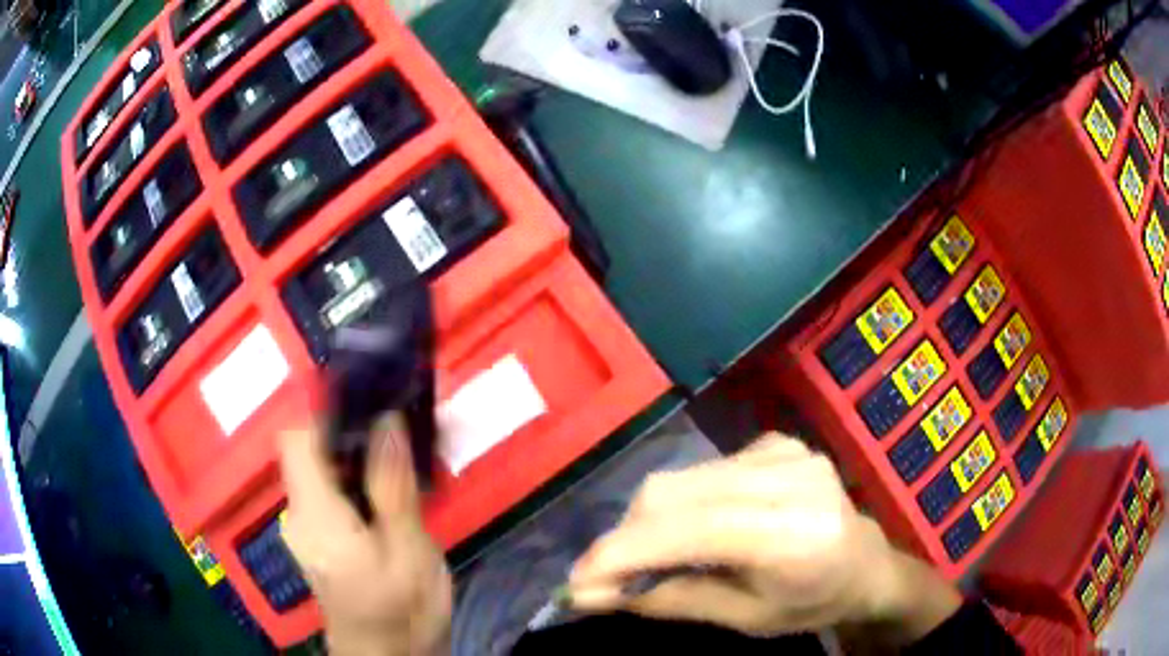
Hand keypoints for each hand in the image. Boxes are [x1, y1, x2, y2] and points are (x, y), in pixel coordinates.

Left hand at [279, 415, 451, 655]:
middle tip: (407, 428)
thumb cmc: (400, 611)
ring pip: (323, 468)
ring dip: (362, 454)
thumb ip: (392, 487)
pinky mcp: (317, 536)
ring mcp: (305, 526)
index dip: (327, 411)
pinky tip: (394, 491)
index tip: (374, 402)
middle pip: (311, 450)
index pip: (296, 438)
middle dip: (355, 431)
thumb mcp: (409, 552)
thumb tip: (386, 420)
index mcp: (315, 515)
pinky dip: (359, 478)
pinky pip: (331, 490)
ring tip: (410, 457)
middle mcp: (299, 513)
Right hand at [567, 434, 960, 642]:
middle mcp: (791, 476)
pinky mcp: (774, 442)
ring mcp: (784, 450)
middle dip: (626, 537)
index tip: (577, 583)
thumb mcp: (743, 618)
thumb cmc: (810, 602)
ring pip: (680, 477)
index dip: (626, 553)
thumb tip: (591, 593)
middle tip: (605, 578)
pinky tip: (690, 530)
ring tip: (646, 558)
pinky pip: (701, 471)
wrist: (863, 562)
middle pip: (674, 491)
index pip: (693, 530)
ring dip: (647, 522)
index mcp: (795, 532)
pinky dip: (677, 504)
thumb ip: (669, 599)